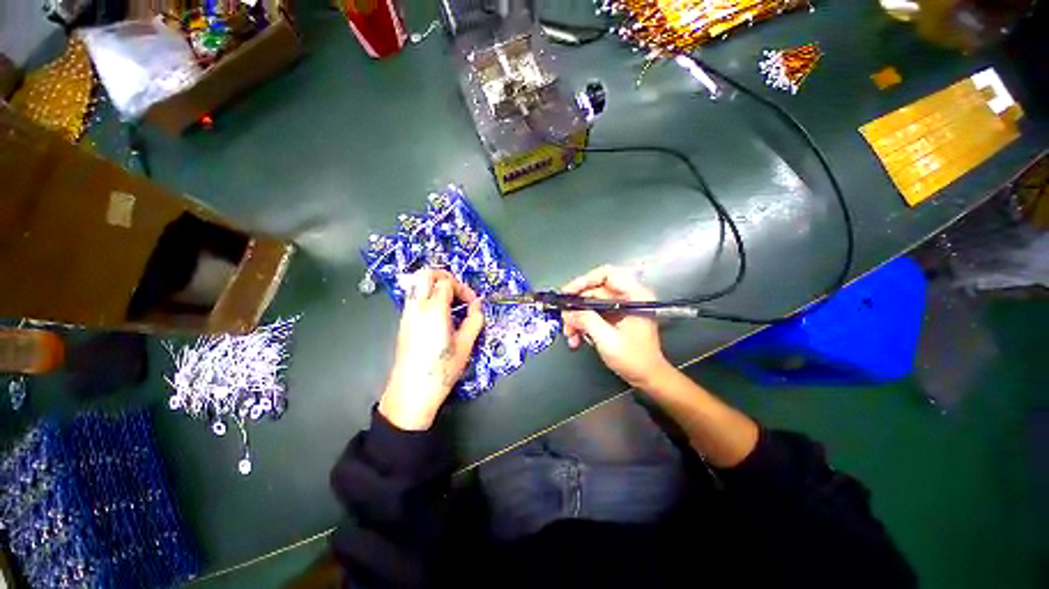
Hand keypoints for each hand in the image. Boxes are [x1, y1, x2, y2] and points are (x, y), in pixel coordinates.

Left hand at [378, 269, 484, 430]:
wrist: (411, 393)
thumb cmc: (441, 371)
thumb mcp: (465, 345)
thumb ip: (474, 320)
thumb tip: (477, 306)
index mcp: (433, 310)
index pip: (447, 282)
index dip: (464, 289)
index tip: (473, 304)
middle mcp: (417, 307)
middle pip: (426, 274)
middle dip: (445, 276)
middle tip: (459, 291)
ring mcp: (407, 314)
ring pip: (418, 284)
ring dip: (436, 286)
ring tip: (452, 303)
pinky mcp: (404, 323)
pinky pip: (415, 298)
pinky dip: (428, 296)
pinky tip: (441, 314)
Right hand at [561, 265, 675, 390]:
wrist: (648, 378)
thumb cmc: (635, 359)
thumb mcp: (608, 339)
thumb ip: (587, 321)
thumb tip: (568, 312)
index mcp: (635, 295)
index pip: (607, 274)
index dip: (584, 280)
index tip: (567, 293)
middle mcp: (627, 297)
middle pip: (594, 291)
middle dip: (576, 307)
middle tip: (564, 320)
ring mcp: (620, 308)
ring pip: (590, 304)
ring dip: (577, 319)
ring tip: (569, 335)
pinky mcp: (614, 318)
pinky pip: (593, 315)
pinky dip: (582, 325)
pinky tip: (576, 339)